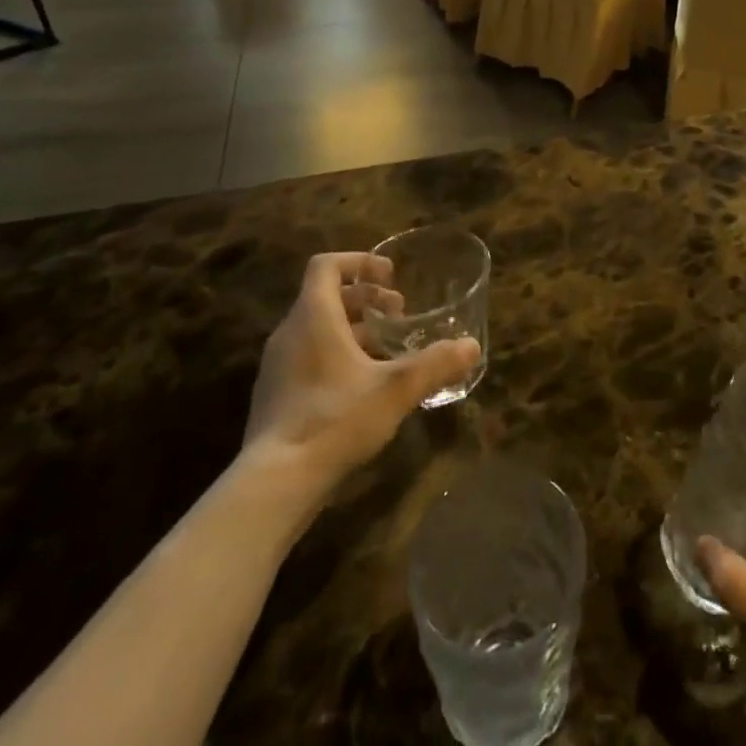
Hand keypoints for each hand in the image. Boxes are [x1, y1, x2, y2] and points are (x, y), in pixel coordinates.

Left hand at [242, 252, 478, 481]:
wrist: (274, 483)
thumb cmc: (334, 419)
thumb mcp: (395, 389)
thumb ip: (435, 364)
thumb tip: (471, 347)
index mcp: (314, 316)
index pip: (326, 265)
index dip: (359, 262)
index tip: (389, 277)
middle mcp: (290, 333)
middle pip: (325, 296)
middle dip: (365, 299)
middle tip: (398, 314)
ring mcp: (278, 367)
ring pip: (318, 329)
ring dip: (354, 330)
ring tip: (387, 351)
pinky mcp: (275, 397)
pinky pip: (308, 358)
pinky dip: (337, 357)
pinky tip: (363, 388)